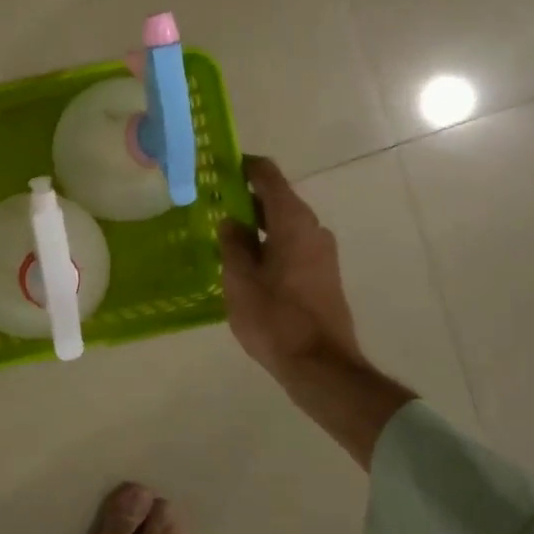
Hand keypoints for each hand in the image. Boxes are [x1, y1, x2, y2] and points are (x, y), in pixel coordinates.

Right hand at [219, 156, 414, 468]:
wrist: (320, 366)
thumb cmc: (275, 318)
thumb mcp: (239, 280)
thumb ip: (233, 244)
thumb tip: (231, 222)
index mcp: (292, 221)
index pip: (268, 175)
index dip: (244, 167)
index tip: (218, 167)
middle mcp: (313, 228)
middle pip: (277, 199)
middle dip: (245, 197)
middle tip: (211, 204)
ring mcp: (321, 252)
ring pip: (284, 224)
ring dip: (256, 223)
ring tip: (223, 235)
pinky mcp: (322, 274)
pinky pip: (291, 244)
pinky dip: (269, 243)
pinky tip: (245, 261)